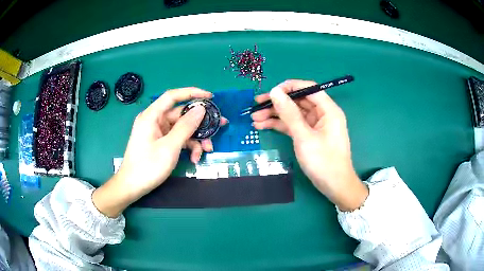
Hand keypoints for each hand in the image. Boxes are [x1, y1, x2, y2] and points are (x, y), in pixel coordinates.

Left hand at [93, 87, 226, 216]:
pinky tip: (195, 158)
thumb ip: (186, 126)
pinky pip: (178, 139)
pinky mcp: (161, 142)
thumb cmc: (148, 166)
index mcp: (152, 116)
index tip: (210, 97)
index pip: (173, 96)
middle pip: (181, 115)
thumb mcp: (170, 147)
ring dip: (196, 139)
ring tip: (207, 150)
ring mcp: (158, 132)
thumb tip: (201, 109)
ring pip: (182, 128)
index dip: (192, 93)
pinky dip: (188, 146)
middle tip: (220, 126)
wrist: (132, 186)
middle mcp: (155, 120)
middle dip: (200, 123)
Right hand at [251, 80, 367, 210]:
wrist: (334, 186)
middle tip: (256, 105)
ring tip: (254, 118)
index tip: (271, 92)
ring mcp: (315, 125)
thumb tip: (276, 92)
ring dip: (275, 115)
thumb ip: (289, 113)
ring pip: (293, 114)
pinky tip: (263, 126)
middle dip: (277, 103)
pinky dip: (280, 125)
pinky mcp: (309, 135)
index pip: (308, 88)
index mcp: (328, 109)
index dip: (289, 87)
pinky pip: (293, 125)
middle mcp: (322, 114)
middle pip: (298, 101)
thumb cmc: (323, 161)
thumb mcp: (304, 136)